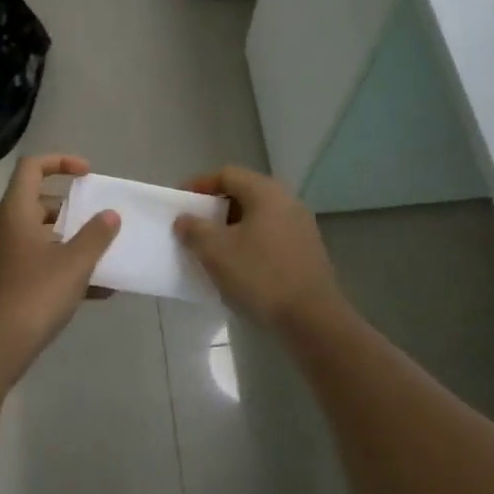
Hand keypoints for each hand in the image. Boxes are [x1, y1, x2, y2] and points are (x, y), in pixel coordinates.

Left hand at [0, 155, 119, 385]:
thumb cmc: (32, 296)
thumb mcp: (73, 264)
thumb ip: (95, 236)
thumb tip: (109, 214)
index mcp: (16, 212)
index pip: (32, 167)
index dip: (60, 162)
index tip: (88, 175)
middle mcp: (5, 230)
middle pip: (38, 203)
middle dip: (72, 210)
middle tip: (98, 221)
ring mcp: (2, 260)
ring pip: (41, 238)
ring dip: (72, 243)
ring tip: (104, 258)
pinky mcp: (4, 287)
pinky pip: (38, 266)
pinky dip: (64, 270)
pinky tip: (96, 293)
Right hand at [175, 166, 344, 330]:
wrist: (312, 319)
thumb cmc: (260, 276)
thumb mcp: (216, 251)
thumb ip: (194, 229)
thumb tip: (185, 219)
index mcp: (266, 192)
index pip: (227, 174)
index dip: (199, 184)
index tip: (180, 202)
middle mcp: (287, 200)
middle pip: (244, 193)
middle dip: (216, 208)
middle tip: (195, 225)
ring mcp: (301, 226)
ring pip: (258, 216)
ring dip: (233, 228)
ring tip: (214, 248)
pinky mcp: (308, 250)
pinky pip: (271, 236)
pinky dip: (251, 242)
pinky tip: (240, 266)